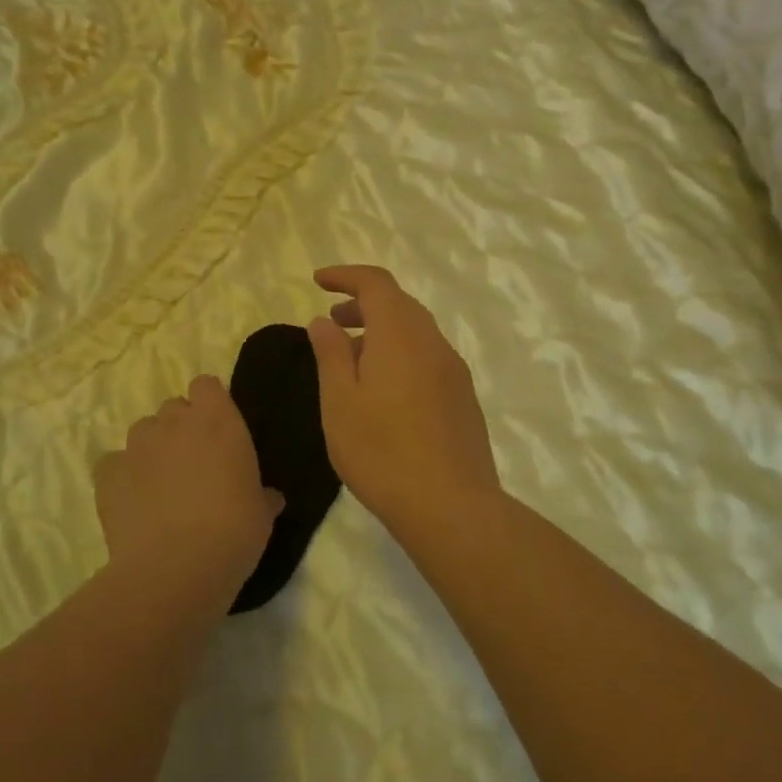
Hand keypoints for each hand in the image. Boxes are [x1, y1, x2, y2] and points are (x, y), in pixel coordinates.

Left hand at [94, 375, 283, 587]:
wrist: (177, 568)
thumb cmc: (234, 531)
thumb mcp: (262, 513)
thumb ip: (262, 495)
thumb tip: (270, 497)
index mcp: (218, 420)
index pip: (206, 385)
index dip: (210, 404)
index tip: (217, 430)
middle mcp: (175, 421)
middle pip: (173, 407)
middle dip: (180, 428)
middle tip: (192, 464)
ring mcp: (137, 444)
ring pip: (143, 431)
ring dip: (152, 449)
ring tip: (160, 486)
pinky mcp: (108, 472)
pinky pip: (114, 463)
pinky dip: (122, 476)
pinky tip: (133, 503)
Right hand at [307, 265, 502, 534]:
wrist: (451, 505)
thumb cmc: (382, 452)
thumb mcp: (340, 402)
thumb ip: (331, 354)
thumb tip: (324, 321)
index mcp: (401, 335)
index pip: (377, 284)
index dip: (347, 275)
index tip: (318, 281)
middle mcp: (433, 343)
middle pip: (400, 304)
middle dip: (364, 303)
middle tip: (332, 321)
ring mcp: (454, 370)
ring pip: (416, 332)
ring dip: (383, 330)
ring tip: (353, 356)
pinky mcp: (463, 397)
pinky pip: (428, 356)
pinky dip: (401, 353)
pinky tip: (385, 388)